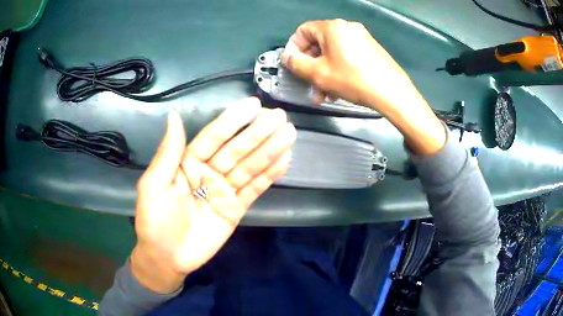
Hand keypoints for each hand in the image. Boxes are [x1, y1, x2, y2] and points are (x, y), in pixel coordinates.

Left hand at [131, 98, 295, 293]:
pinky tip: (284, 160)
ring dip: (269, 150)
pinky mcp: (236, 208)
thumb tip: (174, 115)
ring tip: (289, 133)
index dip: (233, 121)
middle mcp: (209, 171)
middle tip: (280, 116)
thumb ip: (169, 152)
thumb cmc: (155, 221)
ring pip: (250, 166)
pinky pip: (255, 189)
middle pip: (237, 149)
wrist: (167, 258)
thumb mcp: (154, 185)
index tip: (253, 105)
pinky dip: (270, 175)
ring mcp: (224, 190)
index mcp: (188, 162)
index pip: (214, 137)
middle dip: (258, 132)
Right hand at [281, 19, 445, 154]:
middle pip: (319, 42)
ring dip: (324, 72)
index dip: (293, 47)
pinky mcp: (370, 49)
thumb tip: (286, 57)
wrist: (392, 92)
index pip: (303, 30)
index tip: (292, 65)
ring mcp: (361, 38)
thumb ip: (296, 63)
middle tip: (308, 84)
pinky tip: (338, 89)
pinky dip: (338, 69)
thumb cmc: (353, 80)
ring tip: (323, 94)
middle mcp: (347, 28)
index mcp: (332, 27)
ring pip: (333, 52)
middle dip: (310, 65)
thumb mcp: (319, 73)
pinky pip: (347, 56)